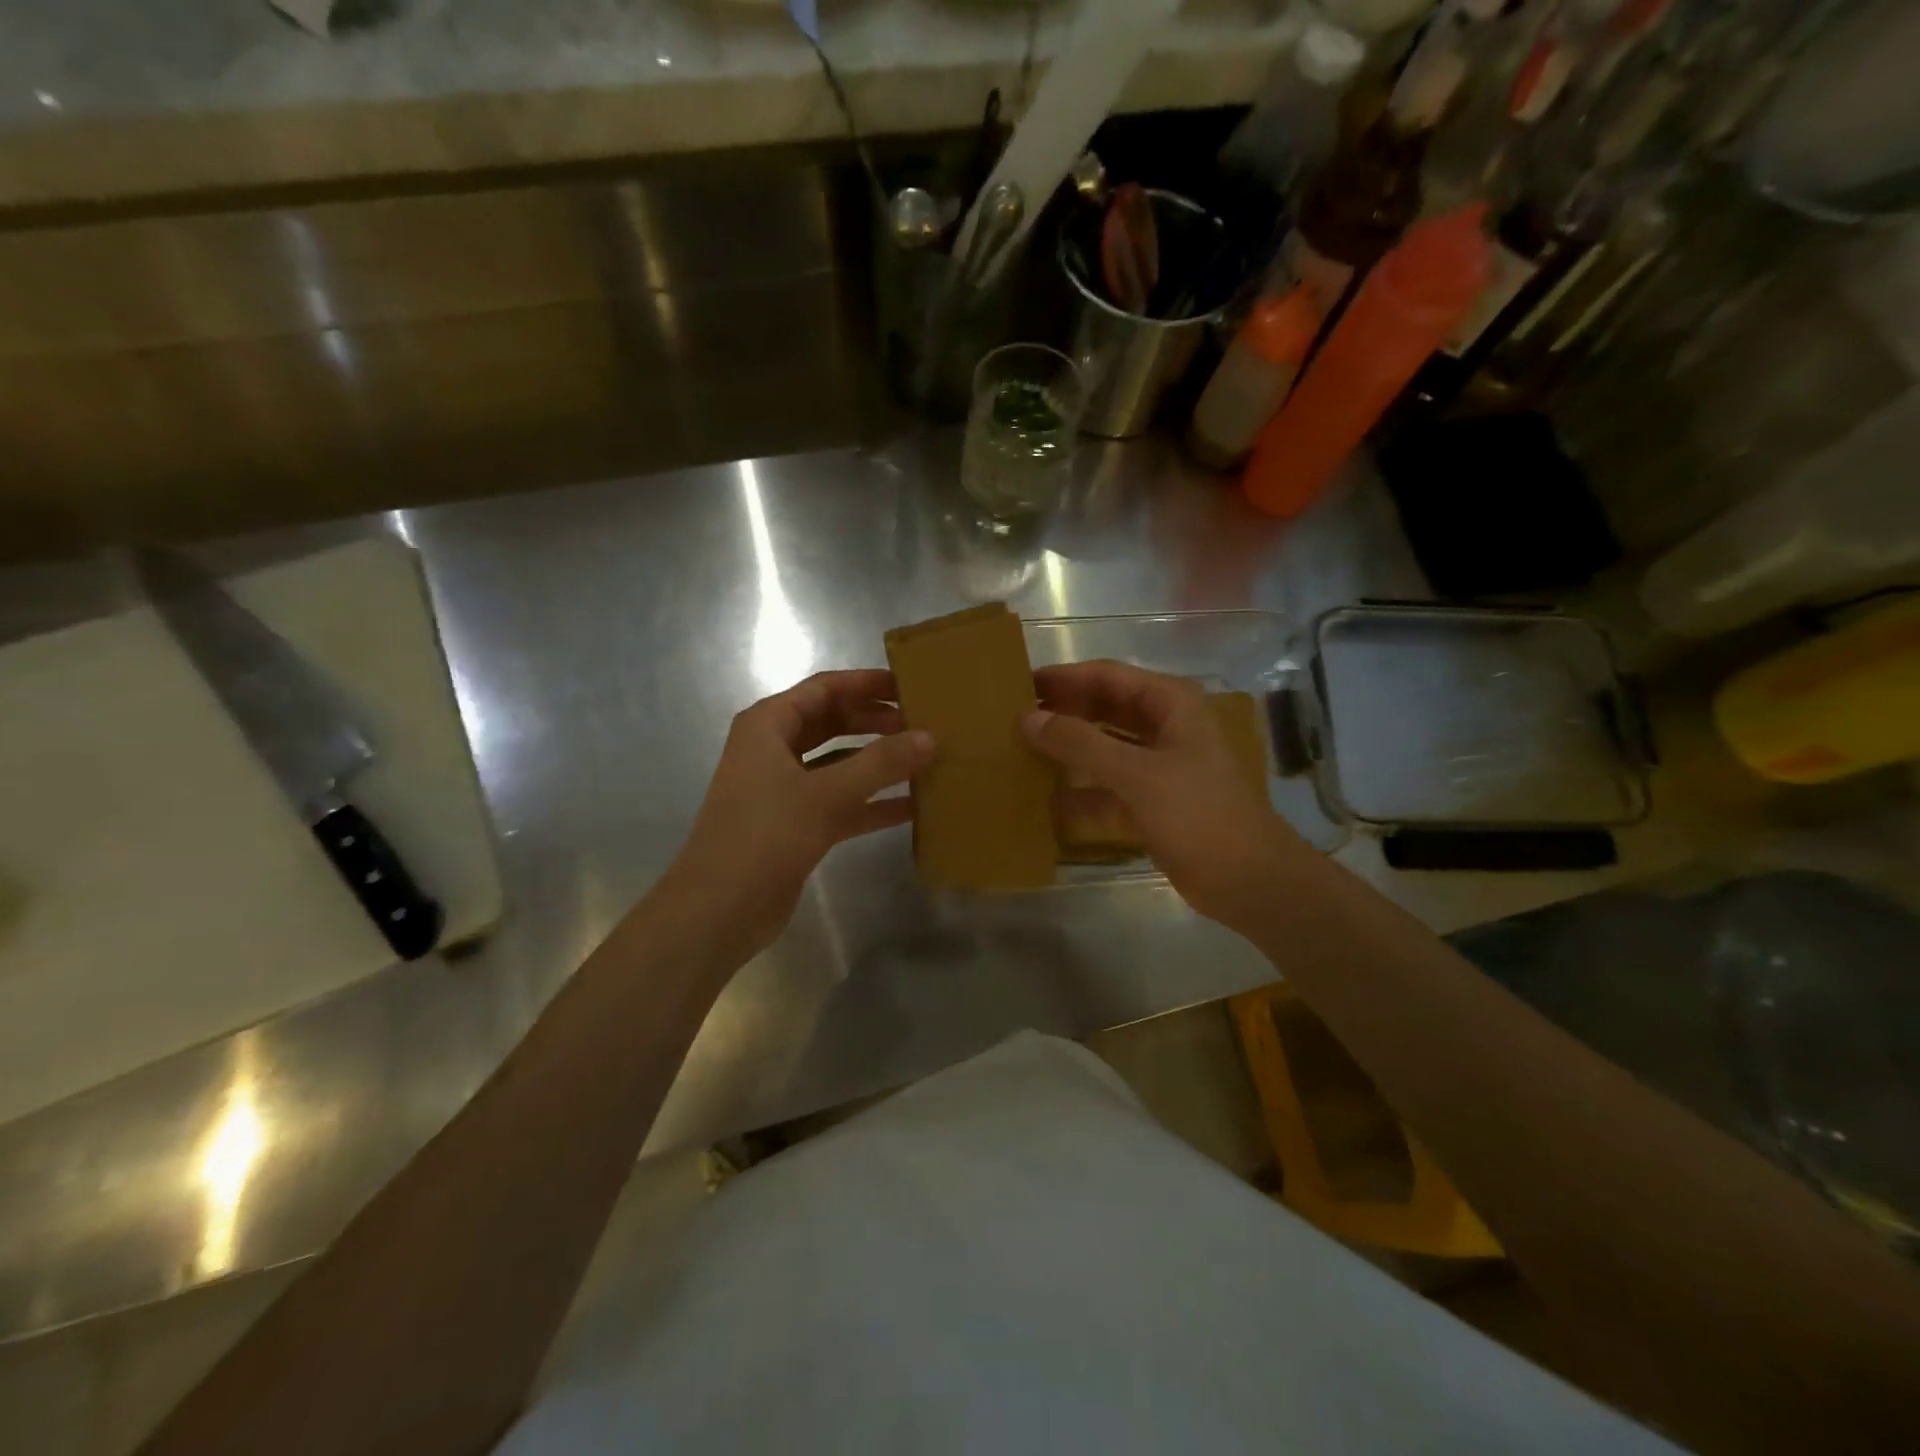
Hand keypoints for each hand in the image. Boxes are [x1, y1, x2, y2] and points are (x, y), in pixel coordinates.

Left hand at [667, 670, 934, 957]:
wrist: (720, 909)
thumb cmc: (766, 834)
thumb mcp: (828, 793)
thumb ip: (882, 763)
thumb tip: (930, 737)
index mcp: (768, 726)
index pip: (824, 689)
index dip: (867, 683)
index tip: (909, 685)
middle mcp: (774, 750)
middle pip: (833, 723)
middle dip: (876, 722)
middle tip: (923, 723)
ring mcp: (784, 789)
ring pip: (839, 764)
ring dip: (878, 762)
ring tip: (925, 759)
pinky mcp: (796, 825)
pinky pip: (841, 802)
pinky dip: (872, 803)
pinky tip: (913, 807)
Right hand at [1025, 660, 1312, 931]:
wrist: (1250, 881)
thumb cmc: (1199, 814)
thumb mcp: (1138, 774)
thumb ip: (1081, 743)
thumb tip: (1029, 718)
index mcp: (1171, 705)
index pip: (1108, 676)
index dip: (1065, 678)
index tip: (1021, 685)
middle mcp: (1165, 728)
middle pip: (1105, 709)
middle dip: (1064, 712)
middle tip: (1014, 719)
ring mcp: (1159, 767)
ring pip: (1104, 749)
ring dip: (1069, 752)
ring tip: (1022, 753)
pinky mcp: (1152, 803)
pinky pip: (1107, 789)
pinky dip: (1081, 794)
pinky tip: (1046, 802)